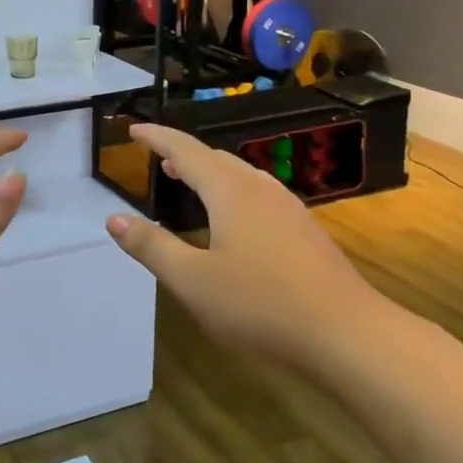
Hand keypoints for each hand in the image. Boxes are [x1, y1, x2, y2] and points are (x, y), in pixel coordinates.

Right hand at [105, 123, 386, 364]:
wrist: (348, 334)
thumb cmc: (261, 304)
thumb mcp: (192, 281)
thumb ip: (151, 247)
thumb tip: (113, 219)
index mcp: (230, 191)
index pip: (186, 151)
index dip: (157, 137)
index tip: (134, 129)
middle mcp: (260, 189)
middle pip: (216, 159)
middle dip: (184, 155)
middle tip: (159, 160)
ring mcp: (289, 209)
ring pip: (241, 176)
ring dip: (210, 173)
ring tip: (190, 183)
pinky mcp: (305, 231)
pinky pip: (258, 195)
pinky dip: (232, 192)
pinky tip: (233, 221)